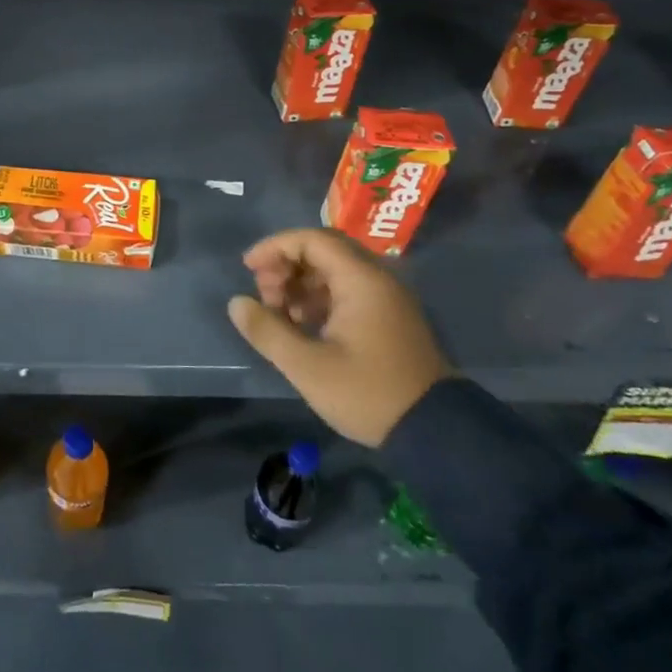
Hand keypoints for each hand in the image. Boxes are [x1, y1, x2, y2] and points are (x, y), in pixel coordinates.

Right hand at [227, 228, 451, 446]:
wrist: (434, 431)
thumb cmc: (367, 394)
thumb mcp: (307, 367)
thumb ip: (267, 331)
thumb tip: (236, 303)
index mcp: (361, 281)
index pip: (312, 239)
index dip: (275, 247)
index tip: (248, 268)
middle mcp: (377, 279)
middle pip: (323, 251)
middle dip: (286, 266)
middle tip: (264, 294)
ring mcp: (386, 298)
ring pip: (334, 272)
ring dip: (300, 284)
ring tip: (278, 313)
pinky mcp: (388, 318)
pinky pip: (347, 291)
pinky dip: (318, 299)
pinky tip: (301, 325)